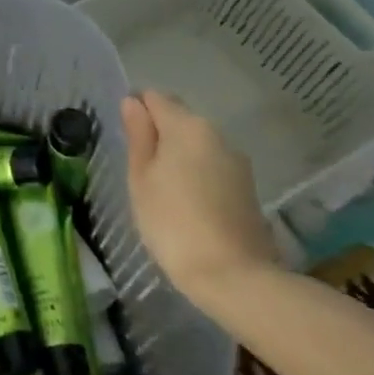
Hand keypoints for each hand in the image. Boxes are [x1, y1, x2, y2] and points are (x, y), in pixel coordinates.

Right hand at [122, 90, 279, 307]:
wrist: (233, 276)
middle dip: (158, 133)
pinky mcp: (247, 187)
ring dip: (178, 155)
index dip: (136, 111)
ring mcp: (236, 161)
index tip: (126, 139)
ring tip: (161, 189)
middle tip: (139, 168)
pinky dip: (196, 174)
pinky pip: (212, 166)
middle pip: (179, 118)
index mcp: (187, 126)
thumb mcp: (141, 178)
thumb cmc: (172, 222)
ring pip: (197, 144)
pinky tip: (186, 203)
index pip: (155, 97)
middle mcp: (216, 134)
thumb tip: (133, 103)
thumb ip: (138, 136)